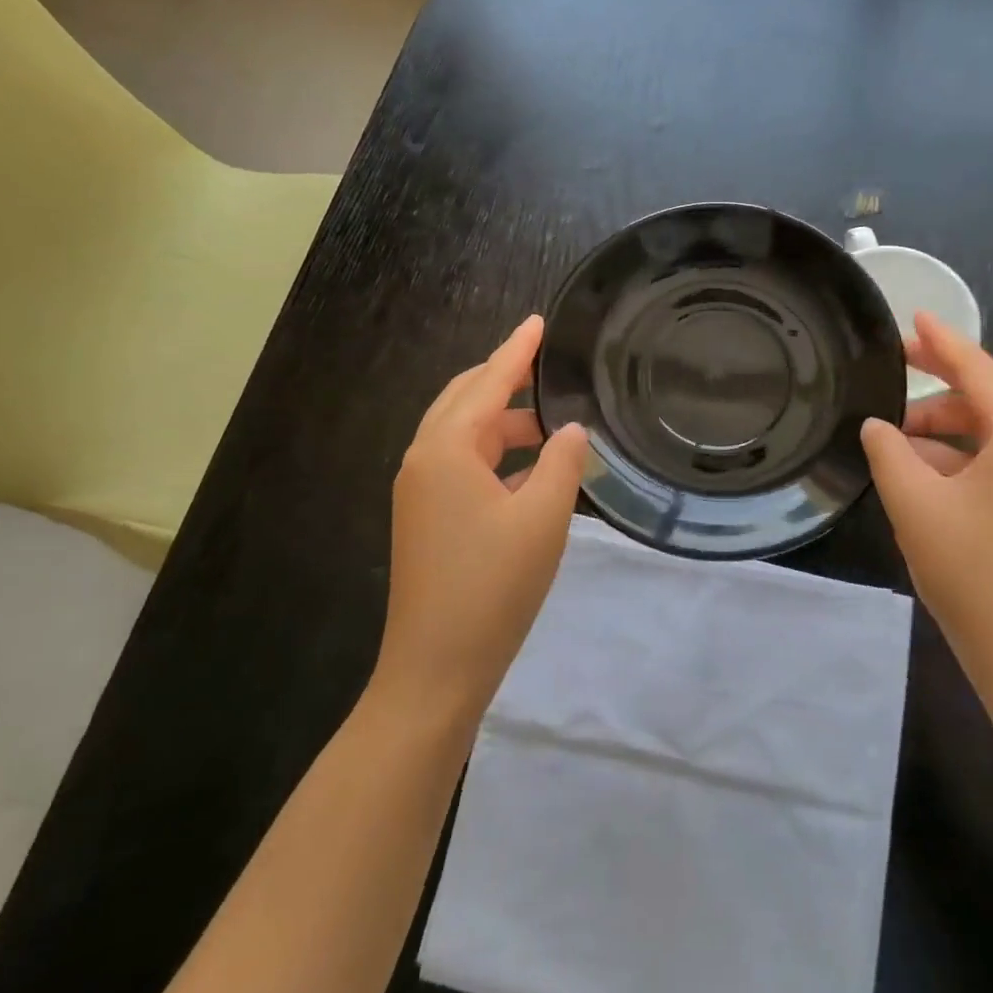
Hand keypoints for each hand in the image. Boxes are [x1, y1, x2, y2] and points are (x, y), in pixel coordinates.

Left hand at [376, 316, 587, 718]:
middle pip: (466, 398)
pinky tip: (528, 463)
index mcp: (446, 449)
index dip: (518, 350)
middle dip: (505, 377)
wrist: (434, 671)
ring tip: (552, 415)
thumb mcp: (542, 519)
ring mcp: (420, 491)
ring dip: (504, 418)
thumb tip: (572, 430)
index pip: (488, 382)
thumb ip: (562, 462)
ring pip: (463, 432)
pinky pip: (462, 462)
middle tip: (547, 360)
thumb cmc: (492, 588)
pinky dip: (495, 451)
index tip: (540, 321)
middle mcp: (424, 460)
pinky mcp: (426, 517)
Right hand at [861, 312, 992, 719]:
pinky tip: (932, 469)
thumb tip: (879, 427)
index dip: (943, 342)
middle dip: (947, 378)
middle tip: (901, 365)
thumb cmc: (976, 578)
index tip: (914, 317)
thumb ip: (889, 452)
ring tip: (901, 434)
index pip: (980, 370)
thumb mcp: (915, 506)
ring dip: (954, 423)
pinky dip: (972, 453)